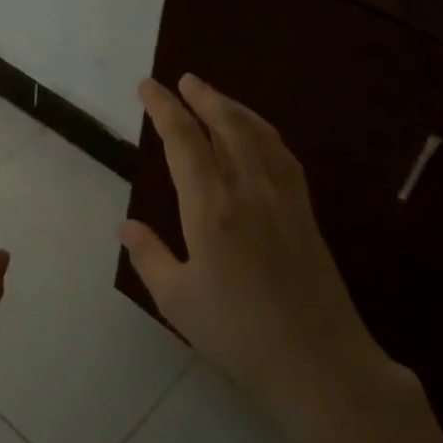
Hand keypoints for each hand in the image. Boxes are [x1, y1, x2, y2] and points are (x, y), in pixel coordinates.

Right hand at [119, 75, 414, 437]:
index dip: (164, 109)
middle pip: (227, 125)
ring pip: (259, 135)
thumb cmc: (237, 334)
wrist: (317, 362)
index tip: (147, 87)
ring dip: (235, 108)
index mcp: (211, 209)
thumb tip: (126, 225)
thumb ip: (148, 256)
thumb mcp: (176, 300)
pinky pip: (283, 156)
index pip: (184, 142)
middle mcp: (249, 191)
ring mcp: (284, 199)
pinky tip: (259, 136)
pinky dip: (264, 133)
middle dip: (203, 97)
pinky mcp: (306, 213)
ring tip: (215, 97)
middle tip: (183, 80)